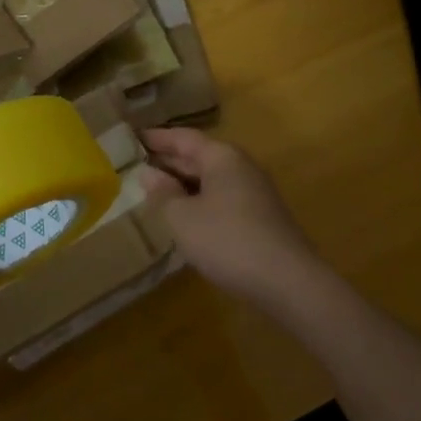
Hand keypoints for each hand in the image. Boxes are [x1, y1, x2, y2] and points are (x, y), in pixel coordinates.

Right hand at [139, 128, 323, 311]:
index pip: (183, 138)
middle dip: (169, 162)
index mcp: (222, 157)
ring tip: (154, 192)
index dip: (157, 138)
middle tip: (136, 165)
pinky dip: (200, 202)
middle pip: (199, 157)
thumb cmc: (228, 240)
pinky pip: (222, 200)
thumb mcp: (183, 217)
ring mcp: (254, 193)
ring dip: (184, 185)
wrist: (288, 282)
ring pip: (211, 181)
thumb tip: (149, 173)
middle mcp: (241, 168)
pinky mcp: (261, 219)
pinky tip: (185, 218)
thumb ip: (163, 193)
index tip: (132, 137)